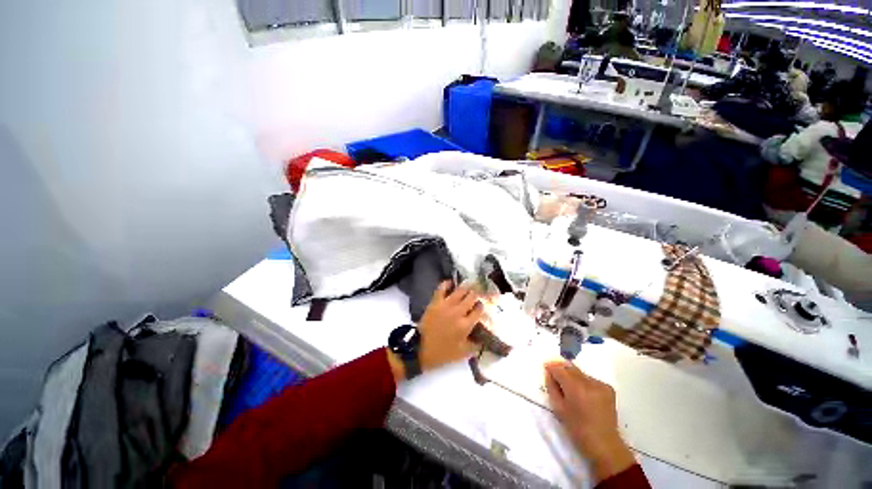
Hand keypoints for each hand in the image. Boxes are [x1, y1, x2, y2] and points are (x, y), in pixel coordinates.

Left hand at [417, 282, 483, 371]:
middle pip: (471, 297)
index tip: (480, 306)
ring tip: (468, 286)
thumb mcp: (462, 353)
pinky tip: (451, 283)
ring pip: (460, 291)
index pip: (478, 310)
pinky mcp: (435, 302)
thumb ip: (475, 346)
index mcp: (465, 325)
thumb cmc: (442, 353)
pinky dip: (447, 283)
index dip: (481, 307)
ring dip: (466, 288)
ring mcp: (446, 305)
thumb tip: (483, 339)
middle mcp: (458, 312)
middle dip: (475, 295)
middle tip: (476, 294)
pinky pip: (442, 288)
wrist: (420, 349)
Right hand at [544, 361, 635, 482]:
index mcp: (575, 387)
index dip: (551, 367)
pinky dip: (584, 383)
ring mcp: (600, 384)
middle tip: (555, 377)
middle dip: (562, 370)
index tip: (546, 368)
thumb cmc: (577, 428)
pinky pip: (590, 379)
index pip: (559, 369)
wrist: (604, 444)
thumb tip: (549, 373)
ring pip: (580, 373)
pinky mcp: (608, 388)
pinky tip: (584, 394)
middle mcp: (588, 382)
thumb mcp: (558, 408)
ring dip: (573, 376)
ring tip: (571, 388)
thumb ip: (551, 387)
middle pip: (570, 368)